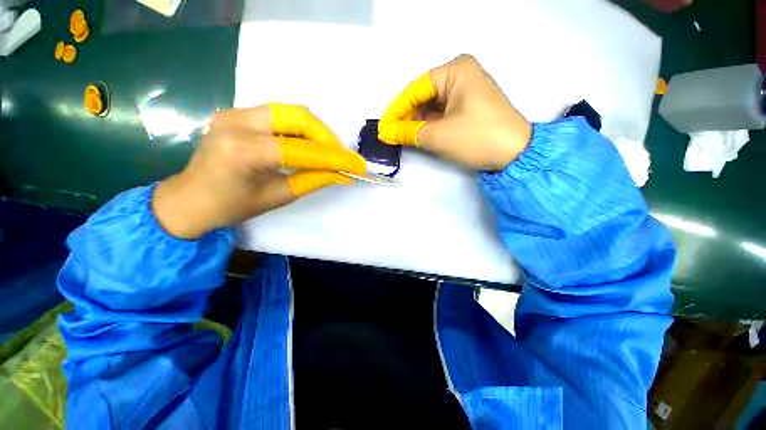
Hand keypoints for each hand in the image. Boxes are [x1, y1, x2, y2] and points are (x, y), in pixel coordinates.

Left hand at [153, 104, 366, 238]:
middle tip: (341, 157)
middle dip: (327, 137)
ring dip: (316, 131)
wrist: (189, 199)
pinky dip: (301, 130)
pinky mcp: (238, 113)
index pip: (301, 149)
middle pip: (297, 116)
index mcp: (242, 149)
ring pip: (291, 112)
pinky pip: (280, 116)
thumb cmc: (231, 206)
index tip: (357, 165)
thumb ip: (312, 180)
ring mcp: (235, 112)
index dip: (334, 158)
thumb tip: (342, 174)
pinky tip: (309, 145)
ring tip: (329, 152)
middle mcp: (237, 121)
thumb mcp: (278, 197)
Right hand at [378, 54, 531, 170]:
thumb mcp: (438, 135)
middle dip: (406, 116)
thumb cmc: (476, 138)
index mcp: (455, 70)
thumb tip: (388, 132)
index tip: (383, 127)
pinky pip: (442, 112)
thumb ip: (409, 132)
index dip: (396, 110)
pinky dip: (429, 124)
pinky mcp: (469, 105)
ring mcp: (466, 90)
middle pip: (423, 96)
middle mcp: (461, 74)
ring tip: (401, 137)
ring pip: (432, 105)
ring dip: (417, 122)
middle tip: (390, 134)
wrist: (515, 154)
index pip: (415, 89)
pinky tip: (419, 134)